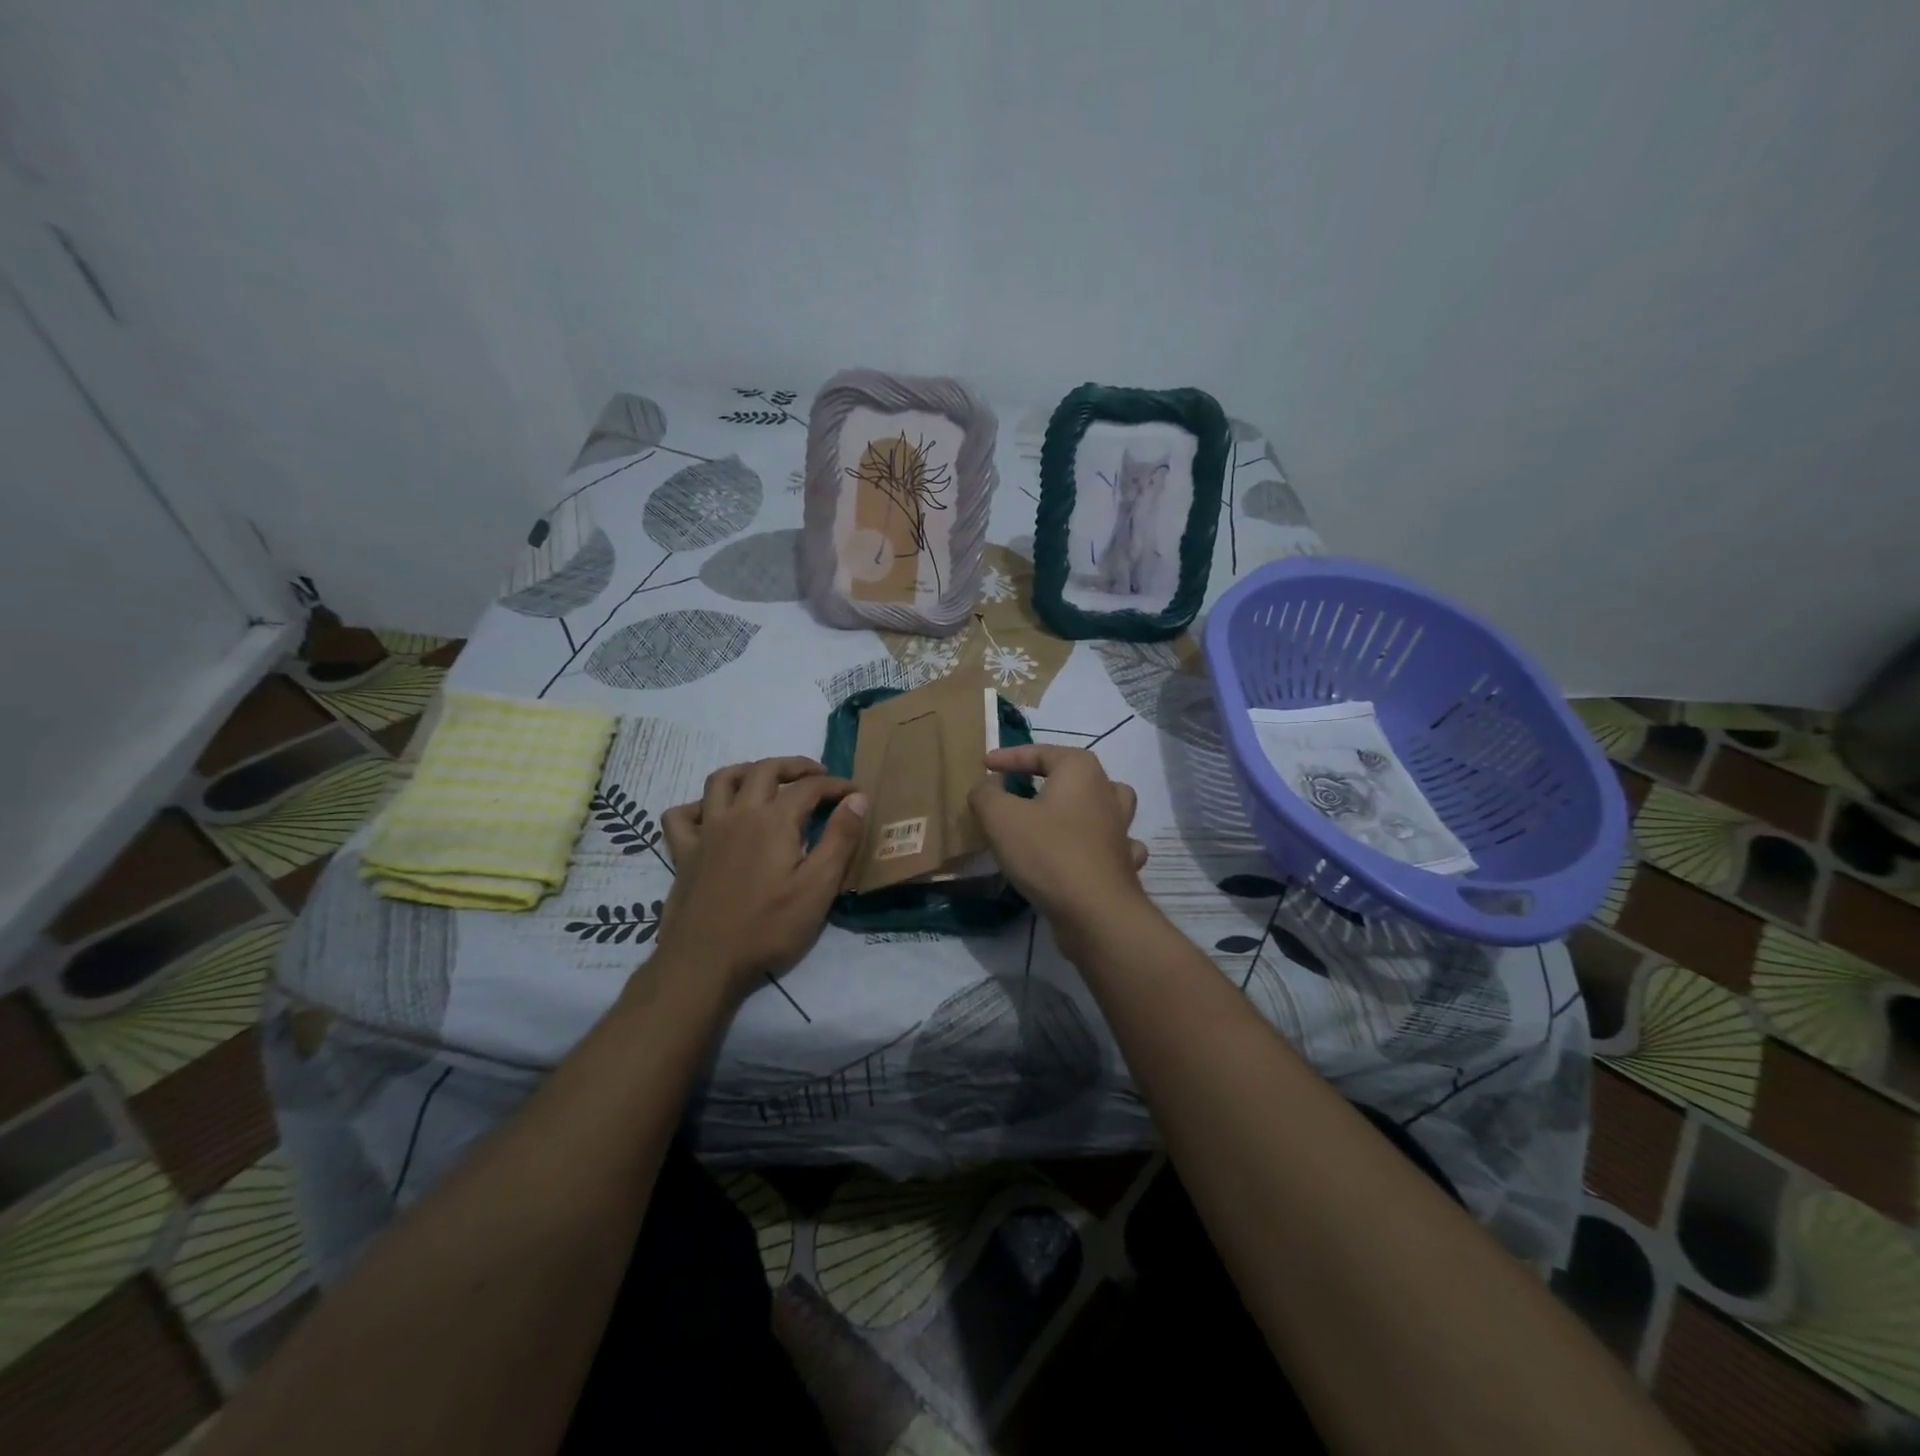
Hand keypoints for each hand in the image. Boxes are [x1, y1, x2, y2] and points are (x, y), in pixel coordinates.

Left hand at [655, 757, 866, 1002]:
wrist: (704, 962)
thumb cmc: (768, 928)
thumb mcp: (818, 888)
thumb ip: (840, 839)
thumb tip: (857, 798)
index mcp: (774, 820)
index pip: (810, 787)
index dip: (836, 785)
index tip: (855, 793)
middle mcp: (738, 814)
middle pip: (765, 770)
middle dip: (795, 766)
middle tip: (817, 776)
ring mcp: (706, 831)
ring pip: (721, 780)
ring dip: (748, 771)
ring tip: (766, 780)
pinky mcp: (683, 853)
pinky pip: (681, 815)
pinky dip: (698, 805)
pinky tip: (712, 815)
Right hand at [968, 746, 1149, 954]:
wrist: (1095, 912)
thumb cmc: (1047, 853)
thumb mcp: (1000, 817)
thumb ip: (986, 793)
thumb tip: (989, 785)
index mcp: (1080, 770)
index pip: (1040, 752)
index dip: (1008, 757)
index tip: (985, 765)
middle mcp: (1107, 791)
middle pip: (1075, 774)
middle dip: (1047, 777)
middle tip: (1018, 788)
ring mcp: (1121, 828)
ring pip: (1104, 804)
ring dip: (1082, 805)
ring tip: (1059, 814)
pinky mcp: (1124, 862)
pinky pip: (1111, 843)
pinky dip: (1098, 843)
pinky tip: (1084, 853)